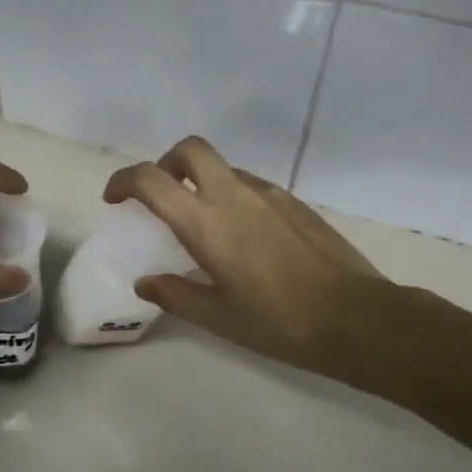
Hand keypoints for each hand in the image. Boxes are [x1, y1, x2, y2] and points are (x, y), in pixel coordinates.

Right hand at [103, 136, 389, 380]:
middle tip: (161, 196)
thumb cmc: (280, 323)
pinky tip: (244, 237)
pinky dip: (232, 196)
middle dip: (166, 162)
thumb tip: (146, 283)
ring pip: (224, 167)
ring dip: (202, 181)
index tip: (115, 199)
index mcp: (206, 223)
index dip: (123, 181)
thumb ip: (176, 295)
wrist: (357, 318)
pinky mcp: (295, 202)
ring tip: (204, 225)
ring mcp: (269, 194)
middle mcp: (234, 196)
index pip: (151, 180)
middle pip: (191, 149)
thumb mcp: (219, 318)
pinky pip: (251, 185)